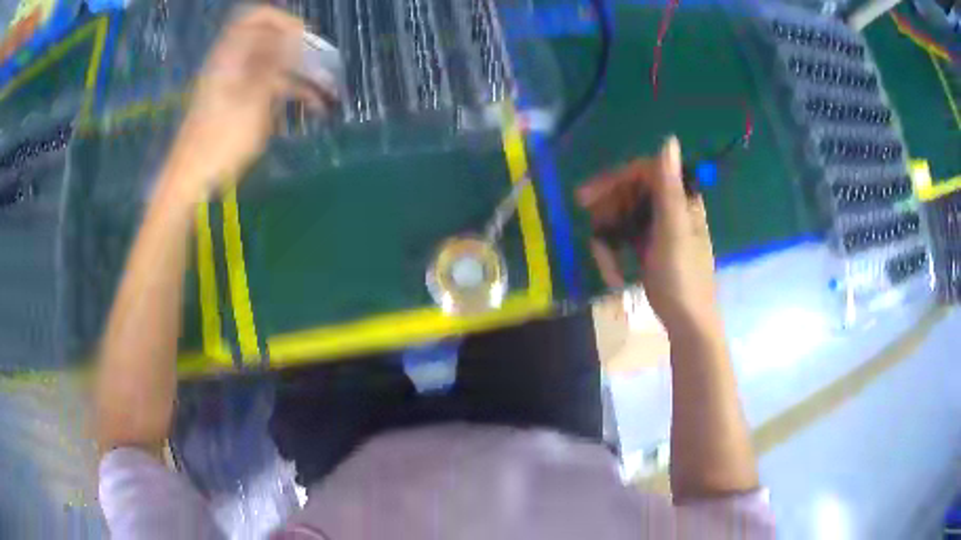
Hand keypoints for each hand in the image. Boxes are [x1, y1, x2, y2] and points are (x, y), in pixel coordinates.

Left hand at [167, 7, 335, 199]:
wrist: (190, 182)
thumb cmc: (221, 141)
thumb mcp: (253, 98)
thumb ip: (274, 62)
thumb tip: (294, 32)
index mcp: (231, 54)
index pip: (258, 17)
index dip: (284, 21)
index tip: (306, 38)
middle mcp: (233, 63)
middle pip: (271, 42)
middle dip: (301, 52)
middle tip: (326, 70)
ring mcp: (234, 85)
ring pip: (274, 68)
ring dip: (301, 77)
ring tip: (328, 96)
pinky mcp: (236, 105)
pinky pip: (267, 89)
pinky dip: (288, 94)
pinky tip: (310, 110)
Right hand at [577, 137, 719, 333]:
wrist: (687, 322)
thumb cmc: (683, 277)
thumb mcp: (674, 231)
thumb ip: (668, 187)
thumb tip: (669, 140)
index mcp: (680, 200)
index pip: (645, 173)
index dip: (616, 179)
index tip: (590, 195)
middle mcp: (669, 208)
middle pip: (630, 193)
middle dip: (607, 208)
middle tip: (585, 218)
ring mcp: (658, 229)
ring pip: (623, 216)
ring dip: (608, 238)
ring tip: (606, 265)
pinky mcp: (648, 247)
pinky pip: (624, 239)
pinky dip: (615, 254)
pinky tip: (614, 274)